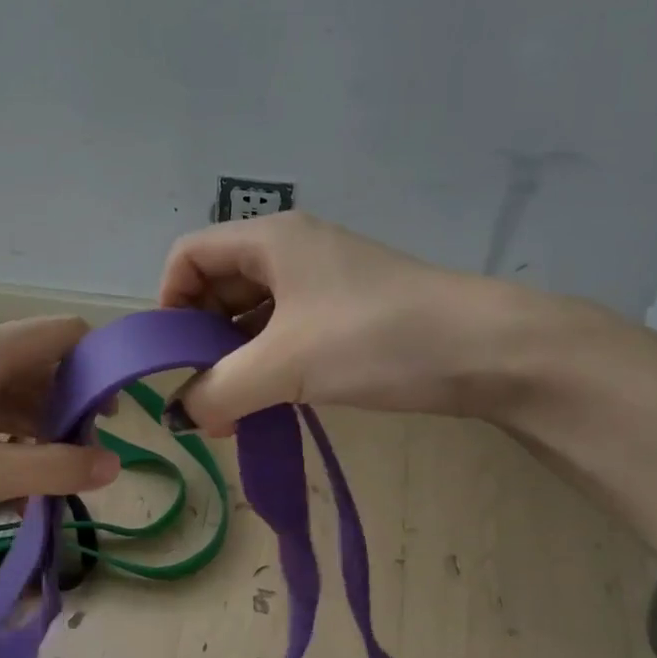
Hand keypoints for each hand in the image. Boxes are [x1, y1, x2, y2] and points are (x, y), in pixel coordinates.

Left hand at [0, 317, 120, 543]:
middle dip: (70, 404)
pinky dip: (5, 434)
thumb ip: (54, 468)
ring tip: (52, 473)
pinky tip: (9, 473)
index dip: (99, 365)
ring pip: (9, 388)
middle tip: (84, 456)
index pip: (65, 333)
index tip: (113, 416)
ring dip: (38, 424)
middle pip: (40, 362)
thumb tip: (113, 465)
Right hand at [158, 212, 507, 433]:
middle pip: (217, 286)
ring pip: (252, 315)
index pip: (188, 256)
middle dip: (201, 342)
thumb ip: (217, 391)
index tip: (173, 359)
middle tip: (202, 398)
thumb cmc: (374, 338)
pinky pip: (286, 333)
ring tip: (233, 414)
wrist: (487, 351)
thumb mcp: (284, 365)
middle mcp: (291, 251)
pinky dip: (267, 366)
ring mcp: (322, 282)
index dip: (168, 303)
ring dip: (234, 362)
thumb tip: (178, 418)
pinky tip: (270, 404)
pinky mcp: (346, 313)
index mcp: (269, 239)